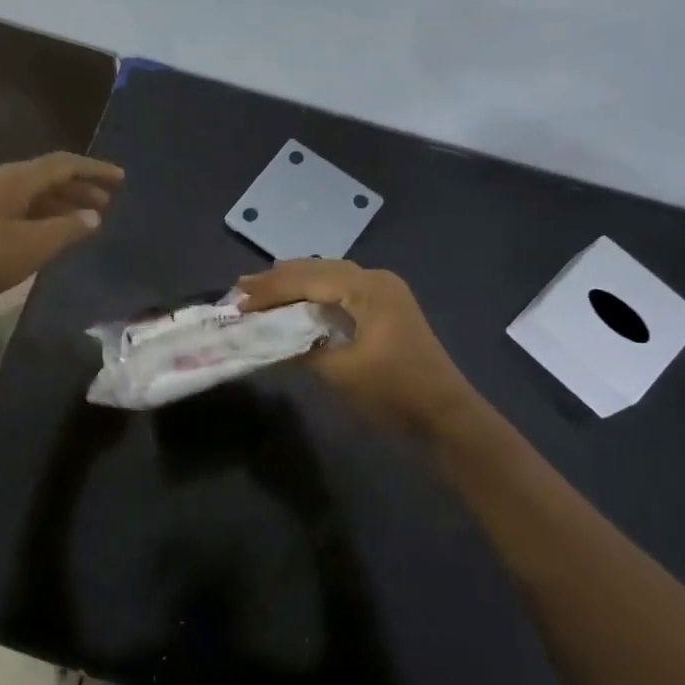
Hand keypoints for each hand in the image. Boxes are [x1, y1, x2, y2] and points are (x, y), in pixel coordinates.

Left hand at [0, 152, 122, 317]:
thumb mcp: (32, 246)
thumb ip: (67, 229)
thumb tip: (94, 215)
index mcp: (17, 180)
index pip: (64, 165)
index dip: (94, 169)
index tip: (121, 178)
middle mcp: (5, 183)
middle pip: (51, 177)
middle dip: (81, 187)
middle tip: (109, 201)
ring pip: (38, 195)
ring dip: (65, 203)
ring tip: (90, 218)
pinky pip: (26, 210)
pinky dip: (48, 217)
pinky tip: (57, 234)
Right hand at [237, 259, 479, 434]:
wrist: (446, 415)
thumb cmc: (394, 392)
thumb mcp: (341, 372)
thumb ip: (301, 348)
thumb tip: (268, 338)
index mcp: (368, 288)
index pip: (308, 279)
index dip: (271, 289)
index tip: (238, 299)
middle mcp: (376, 279)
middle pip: (319, 270)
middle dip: (280, 280)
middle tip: (243, 290)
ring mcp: (385, 292)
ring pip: (330, 277)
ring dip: (296, 285)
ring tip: (262, 293)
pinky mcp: (387, 308)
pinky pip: (343, 290)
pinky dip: (315, 295)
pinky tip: (297, 304)